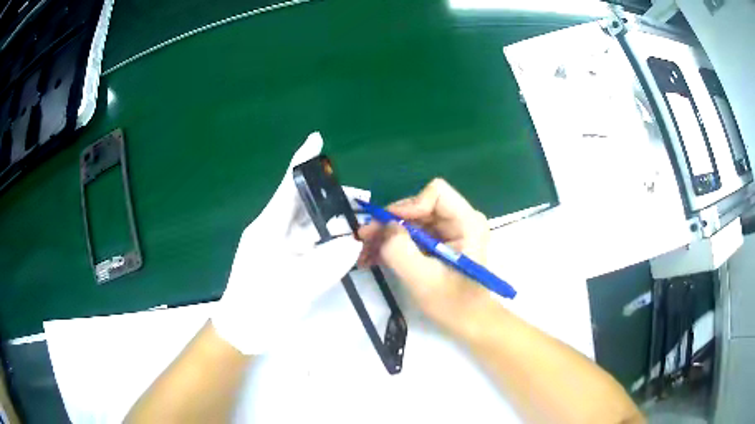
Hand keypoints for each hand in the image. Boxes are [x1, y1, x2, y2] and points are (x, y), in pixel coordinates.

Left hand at [212, 133, 361, 354]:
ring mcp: (278, 245)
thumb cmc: (260, 307)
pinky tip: (347, 243)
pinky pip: (309, 243)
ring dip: (333, 220)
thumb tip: (354, 243)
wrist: (243, 330)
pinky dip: (328, 241)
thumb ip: (327, 265)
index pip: (288, 187)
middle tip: (363, 197)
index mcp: (267, 228)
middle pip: (303, 204)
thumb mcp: (295, 287)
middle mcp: (272, 230)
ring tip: (361, 221)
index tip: (316, 139)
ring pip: (309, 224)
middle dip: (332, 197)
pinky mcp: (284, 259)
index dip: (302, 162)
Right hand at [358, 179, 493, 334]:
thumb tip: (385, 226)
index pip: (435, 193)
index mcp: (467, 222)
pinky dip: (392, 245)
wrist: (467, 322)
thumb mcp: (423, 279)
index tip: (387, 227)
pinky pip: (411, 235)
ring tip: (364, 254)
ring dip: (386, 236)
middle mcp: (459, 220)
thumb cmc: (452, 303)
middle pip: (418, 207)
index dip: (408, 206)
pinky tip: (373, 258)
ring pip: (410, 221)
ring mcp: (449, 231)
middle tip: (363, 239)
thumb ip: (400, 250)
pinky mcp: (439, 242)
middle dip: (390, 223)